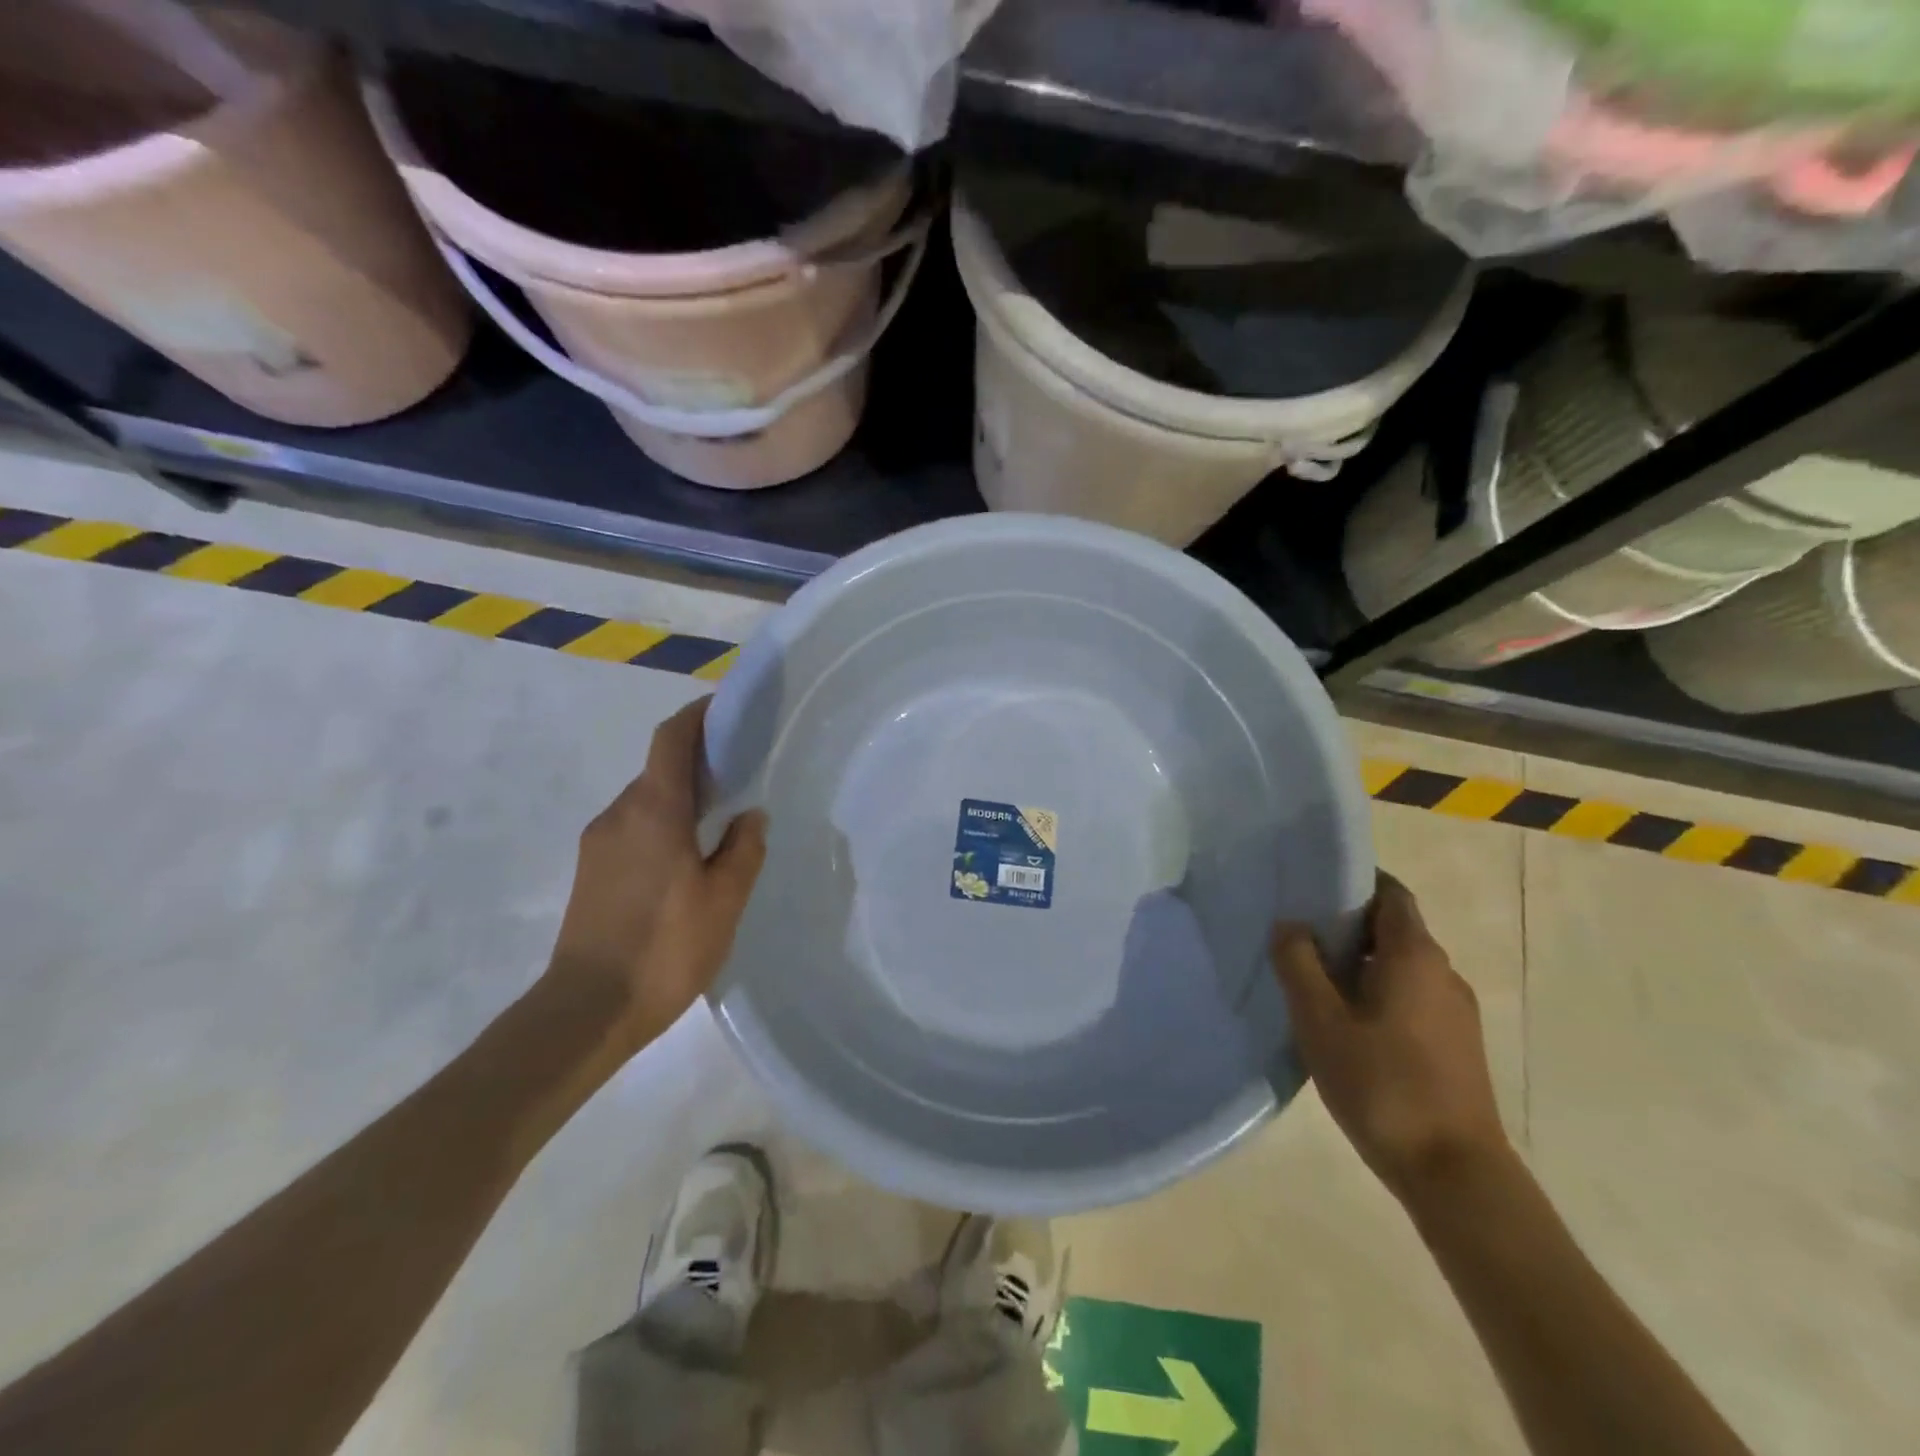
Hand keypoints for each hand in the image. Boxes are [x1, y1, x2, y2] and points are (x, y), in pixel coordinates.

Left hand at [546, 698, 767, 1054]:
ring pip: (646, 800)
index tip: (729, 709)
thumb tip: (750, 815)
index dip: (699, 715)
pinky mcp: (590, 871)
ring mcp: (598, 843)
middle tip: (740, 773)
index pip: (672, 738)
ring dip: (681, 796)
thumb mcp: (725, 899)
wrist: (586, 1010)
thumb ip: (744, 849)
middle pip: (659, 767)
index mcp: (654, 809)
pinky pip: (634, 827)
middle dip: (698, 760)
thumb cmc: (666, 947)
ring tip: (720, 820)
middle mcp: (619, 814)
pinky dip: (663, 823)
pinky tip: (689, 859)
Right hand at [1271, 872, 1508, 1206]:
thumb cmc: (1383, 1085)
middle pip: (1393, 928)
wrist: (1455, 1175)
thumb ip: (1298, 964)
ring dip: (1359, 963)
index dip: (1353, 881)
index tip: (1311, 887)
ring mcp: (1455, 1012)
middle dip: (1346, 924)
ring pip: (1400, 966)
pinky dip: (1377, 993)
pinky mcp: (1456, 1045)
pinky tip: (1346, 1024)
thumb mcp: (1320, 1020)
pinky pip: (1411, 997)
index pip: (1390, 892)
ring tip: (1313, 981)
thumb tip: (1290, 924)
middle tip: (1297, 936)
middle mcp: (1442, 973)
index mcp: (1415, 955)